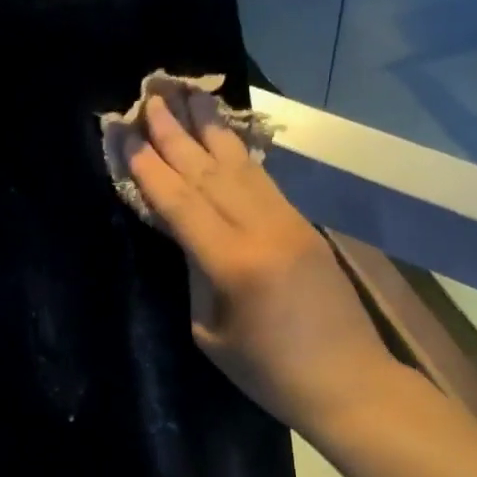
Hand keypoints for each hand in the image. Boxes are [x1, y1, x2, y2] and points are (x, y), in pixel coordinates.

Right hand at [127, 92, 399, 439]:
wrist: (350, 383)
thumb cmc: (269, 373)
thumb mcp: (211, 332)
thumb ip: (196, 275)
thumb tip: (185, 233)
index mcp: (234, 264)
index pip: (181, 203)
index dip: (150, 168)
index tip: (126, 133)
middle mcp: (263, 230)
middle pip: (209, 172)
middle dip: (175, 133)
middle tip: (150, 95)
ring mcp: (289, 222)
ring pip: (240, 166)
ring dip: (210, 128)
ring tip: (188, 94)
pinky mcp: (303, 225)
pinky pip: (263, 179)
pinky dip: (238, 152)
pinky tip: (223, 133)